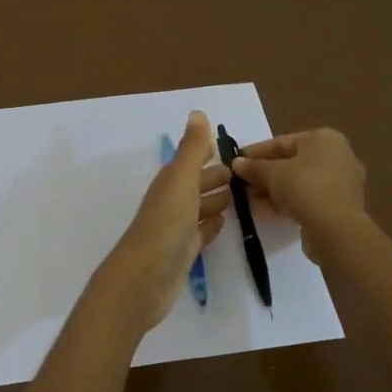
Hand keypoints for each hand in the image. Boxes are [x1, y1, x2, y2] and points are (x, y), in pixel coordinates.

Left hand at [88, 111, 231, 335]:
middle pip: (197, 183)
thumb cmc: (165, 224)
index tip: (235, 148)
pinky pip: (200, 233)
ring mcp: (176, 228)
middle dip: (218, 176)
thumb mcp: (181, 180)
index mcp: (170, 182)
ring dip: (217, 200)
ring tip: (242, 197)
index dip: (209, 153)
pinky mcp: (182, 252)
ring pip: (200, 207)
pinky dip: (211, 225)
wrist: (144, 279)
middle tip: (247, 174)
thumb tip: (198, 112)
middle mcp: (172, 201)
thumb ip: (192, 148)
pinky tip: (224, 223)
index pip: (192, 160)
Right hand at [232, 128, 366, 264]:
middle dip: (263, 175)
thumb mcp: (273, 173)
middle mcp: (337, 157)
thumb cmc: (305, 187)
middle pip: (291, 163)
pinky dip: (286, 203)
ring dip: (271, 191)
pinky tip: (262, 212)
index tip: (236, 161)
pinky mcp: (338, 207)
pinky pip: (307, 199)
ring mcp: (340, 184)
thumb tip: (236, 163)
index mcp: (325, 139)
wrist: (336, 229)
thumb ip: (253, 167)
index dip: (256, 152)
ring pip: (298, 184)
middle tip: (241, 183)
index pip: (283, 142)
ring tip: (247, 201)